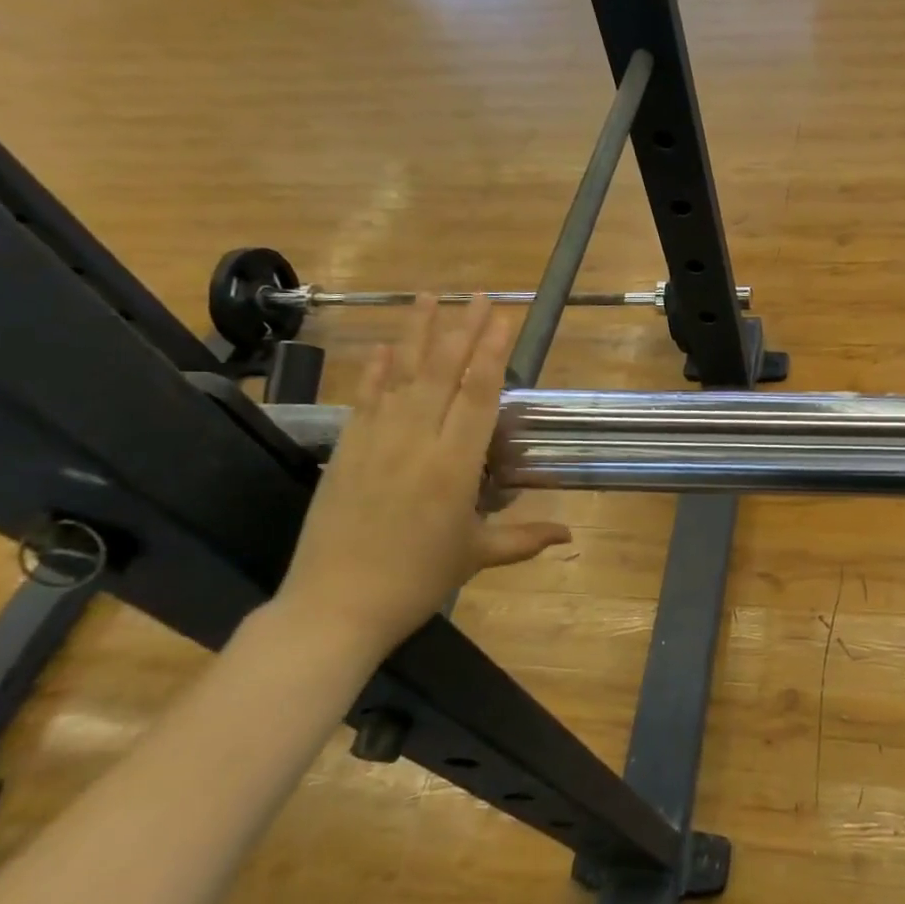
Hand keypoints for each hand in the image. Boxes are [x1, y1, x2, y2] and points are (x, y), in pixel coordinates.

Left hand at [273, 298, 570, 662]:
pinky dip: (374, 370)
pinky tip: (382, 347)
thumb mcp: (476, 556)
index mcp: (454, 466)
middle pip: (442, 373)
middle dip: (463, 330)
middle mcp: (415, 442)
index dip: (492, 353)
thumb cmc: (416, 582)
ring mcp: (374, 442)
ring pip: (399, 376)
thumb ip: (524, 537)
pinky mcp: (345, 451)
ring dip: (416, 334)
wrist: (334, 607)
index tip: (503, 319)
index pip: (478, 395)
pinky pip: (364, 400)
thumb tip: (570, 534)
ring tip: (428, 297)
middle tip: (479, 296)